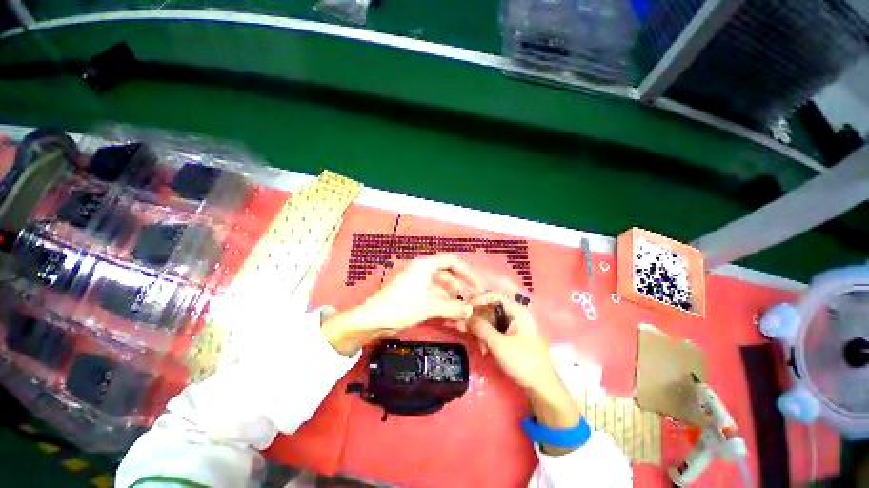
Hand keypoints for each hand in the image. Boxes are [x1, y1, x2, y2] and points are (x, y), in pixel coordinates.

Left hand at [322, 254, 481, 355]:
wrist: (373, 320)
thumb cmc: (401, 306)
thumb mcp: (430, 306)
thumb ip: (453, 308)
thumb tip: (470, 311)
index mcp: (425, 266)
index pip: (451, 262)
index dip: (466, 272)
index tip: (476, 286)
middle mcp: (423, 271)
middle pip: (448, 276)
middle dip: (460, 290)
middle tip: (471, 303)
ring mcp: (418, 284)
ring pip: (441, 289)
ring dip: (452, 301)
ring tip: (462, 315)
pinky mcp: (414, 296)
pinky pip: (433, 298)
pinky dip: (443, 306)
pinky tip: (451, 318)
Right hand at [467, 292, 558, 390]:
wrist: (541, 388)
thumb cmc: (522, 361)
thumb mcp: (498, 343)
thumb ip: (481, 327)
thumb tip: (465, 316)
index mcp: (517, 311)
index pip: (495, 296)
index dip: (479, 299)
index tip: (465, 308)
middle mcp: (515, 315)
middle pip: (491, 309)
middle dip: (477, 319)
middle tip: (462, 327)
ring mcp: (514, 326)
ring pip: (491, 321)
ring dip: (481, 331)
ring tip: (477, 344)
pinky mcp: (511, 338)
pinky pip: (495, 331)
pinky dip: (487, 338)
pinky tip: (483, 350)